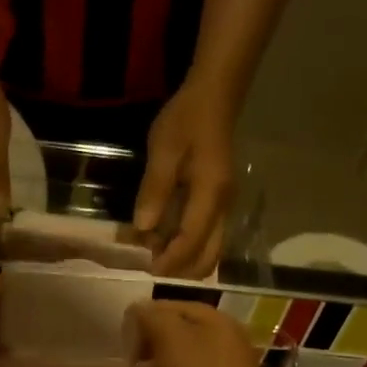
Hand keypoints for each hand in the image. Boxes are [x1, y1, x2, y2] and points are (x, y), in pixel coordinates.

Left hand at [136, 73, 237, 277]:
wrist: (214, 97)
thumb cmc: (186, 120)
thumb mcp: (164, 151)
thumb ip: (155, 190)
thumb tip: (143, 228)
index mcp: (210, 195)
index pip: (192, 241)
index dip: (170, 260)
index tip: (147, 270)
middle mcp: (223, 207)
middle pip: (208, 257)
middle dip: (180, 268)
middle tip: (150, 264)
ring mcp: (224, 206)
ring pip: (210, 250)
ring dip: (184, 259)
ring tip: (153, 250)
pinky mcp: (218, 203)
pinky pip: (207, 238)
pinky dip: (188, 246)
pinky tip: (164, 237)